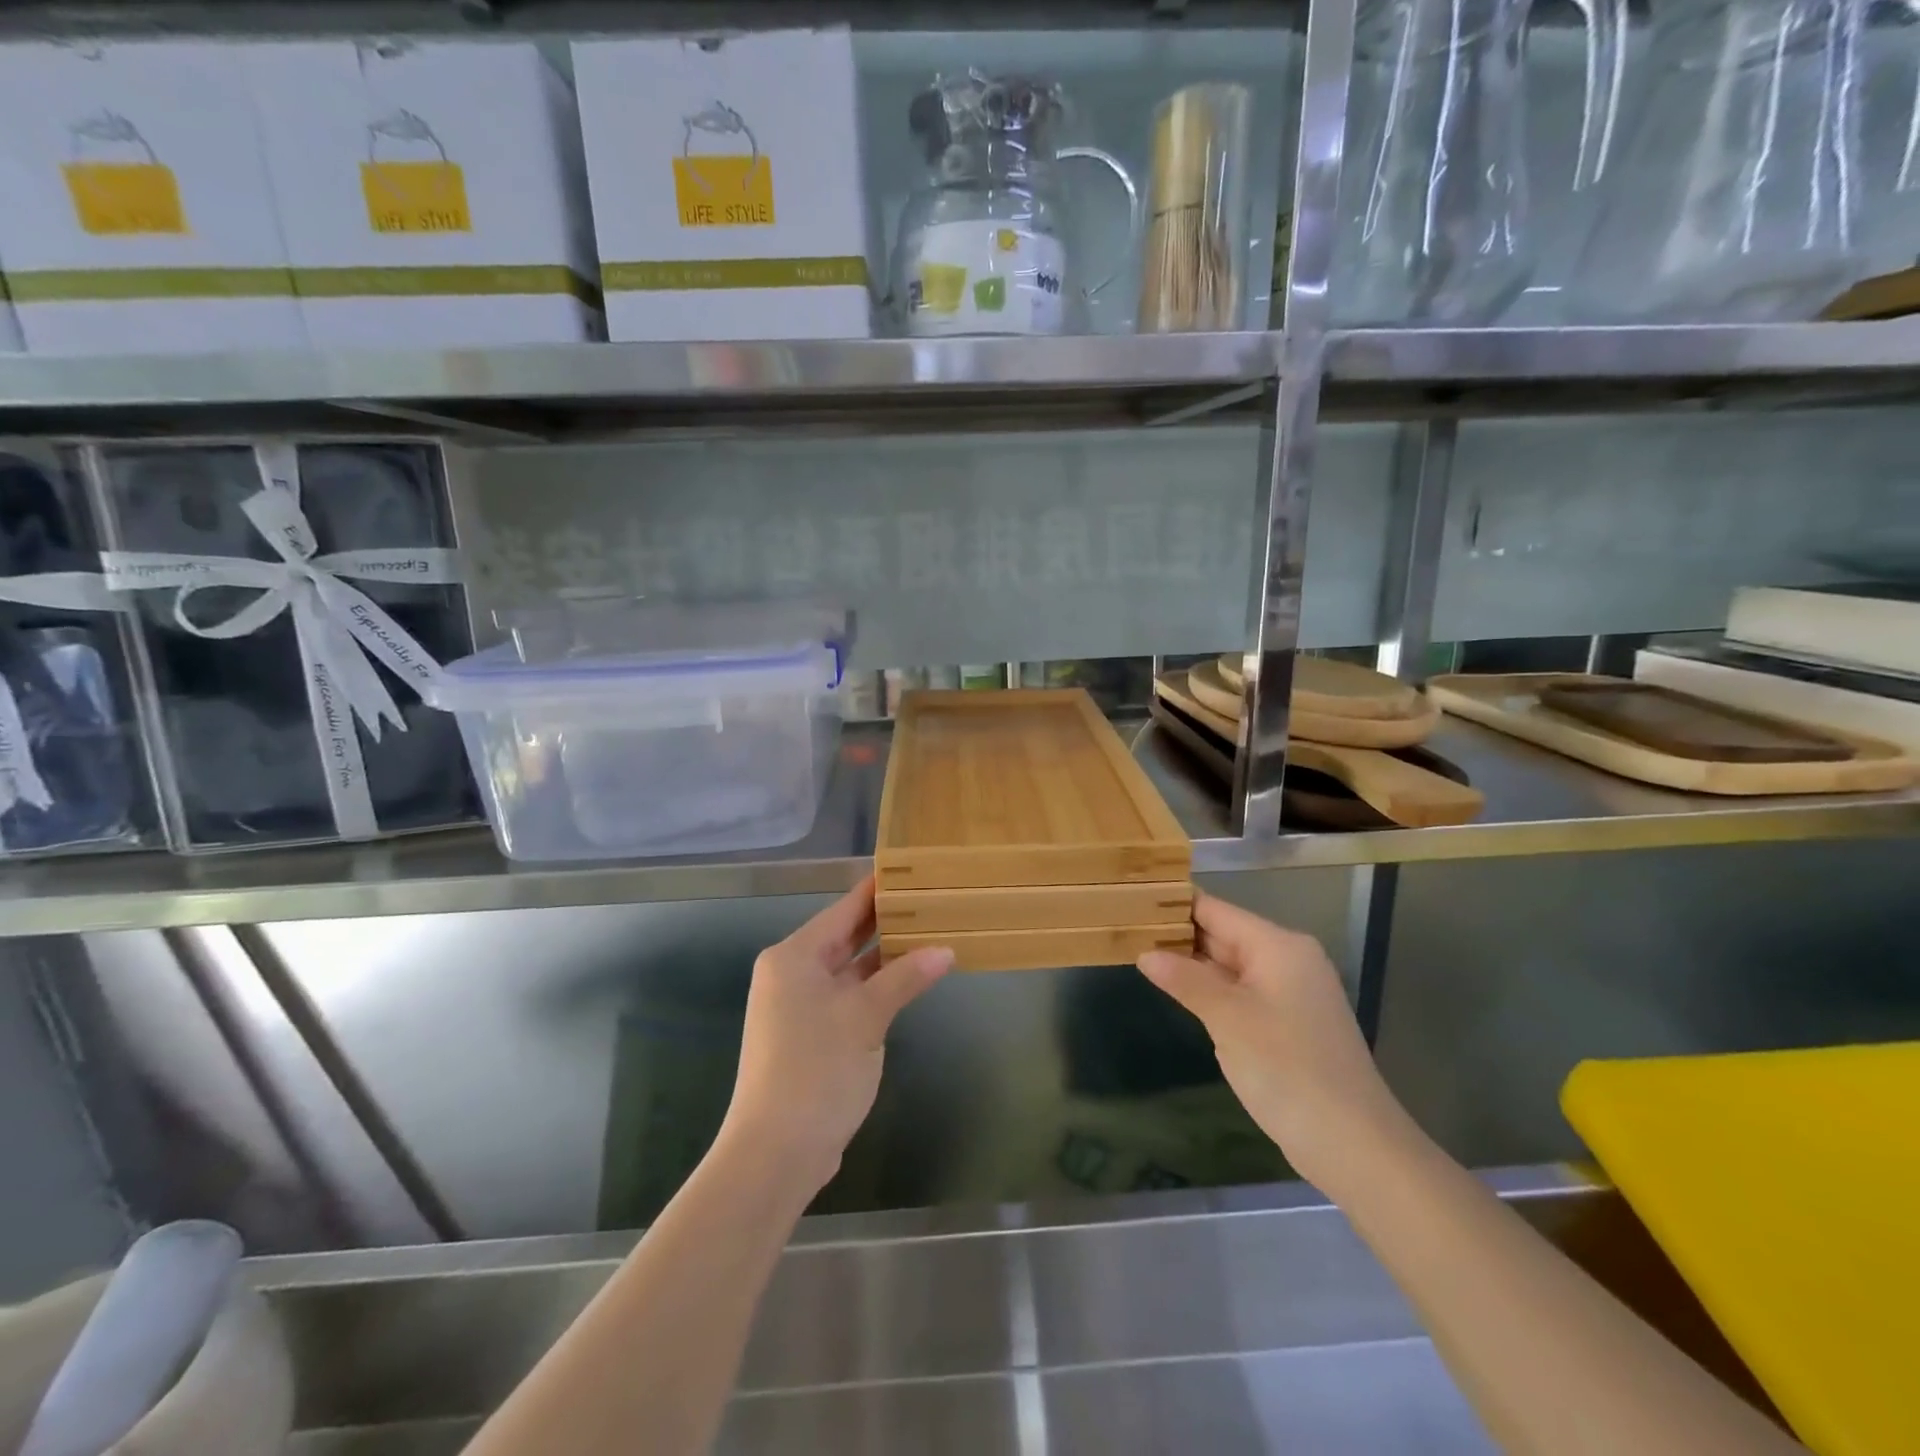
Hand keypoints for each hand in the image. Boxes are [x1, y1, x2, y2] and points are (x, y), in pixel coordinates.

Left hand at [723, 877, 952, 1194]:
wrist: (776, 1152)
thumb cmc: (816, 1070)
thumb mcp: (865, 1017)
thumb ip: (904, 977)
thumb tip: (946, 950)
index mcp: (794, 957)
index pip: (844, 910)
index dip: (876, 889)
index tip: (909, 869)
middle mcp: (792, 974)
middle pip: (845, 936)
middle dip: (886, 921)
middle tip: (929, 898)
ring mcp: (800, 1006)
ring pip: (849, 968)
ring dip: (885, 956)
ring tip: (929, 931)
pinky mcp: (811, 1035)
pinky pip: (849, 995)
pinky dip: (876, 987)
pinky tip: (909, 979)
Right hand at [1138, 890, 1406, 1192]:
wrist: (1354, 1145)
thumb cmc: (1288, 1069)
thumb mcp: (1228, 1019)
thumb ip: (1185, 980)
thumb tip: (1146, 953)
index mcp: (1278, 946)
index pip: (1215, 910)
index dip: (1173, 905)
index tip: (1131, 901)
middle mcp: (1287, 960)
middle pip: (1223, 933)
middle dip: (1177, 934)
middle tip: (1125, 929)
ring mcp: (1289, 993)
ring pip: (1229, 965)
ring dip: (1190, 963)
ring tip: (1139, 952)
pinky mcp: (1288, 1023)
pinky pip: (1241, 992)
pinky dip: (1210, 989)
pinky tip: (1178, 991)